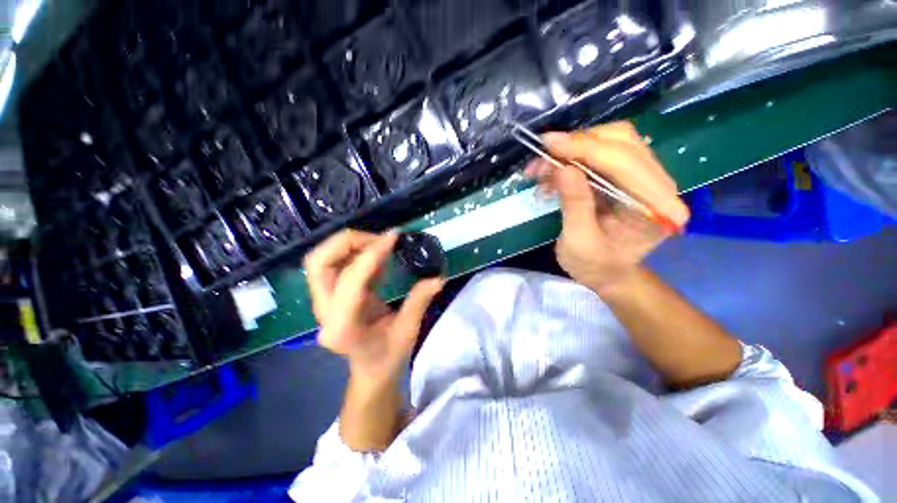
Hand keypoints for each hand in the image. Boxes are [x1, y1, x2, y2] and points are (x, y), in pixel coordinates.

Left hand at [304, 230, 444, 383]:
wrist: (370, 371)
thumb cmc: (388, 357)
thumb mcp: (408, 331)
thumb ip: (420, 301)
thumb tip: (438, 277)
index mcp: (343, 327)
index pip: (351, 280)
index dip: (372, 254)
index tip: (393, 237)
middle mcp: (324, 313)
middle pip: (319, 263)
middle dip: (349, 242)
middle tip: (380, 239)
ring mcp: (321, 304)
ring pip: (320, 261)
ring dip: (348, 245)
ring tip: (378, 244)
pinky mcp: (328, 297)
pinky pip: (332, 265)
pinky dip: (352, 253)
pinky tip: (375, 255)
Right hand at [526, 121, 689, 292]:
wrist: (607, 274)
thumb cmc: (594, 266)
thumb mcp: (579, 241)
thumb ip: (575, 204)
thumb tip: (563, 167)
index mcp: (657, 207)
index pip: (625, 161)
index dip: (585, 148)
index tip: (549, 144)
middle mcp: (659, 185)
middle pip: (623, 141)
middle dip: (578, 144)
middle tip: (544, 156)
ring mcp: (645, 178)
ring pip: (612, 141)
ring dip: (573, 149)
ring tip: (544, 167)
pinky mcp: (628, 178)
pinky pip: (602, 154)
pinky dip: (574, 158)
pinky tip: (554, 172)